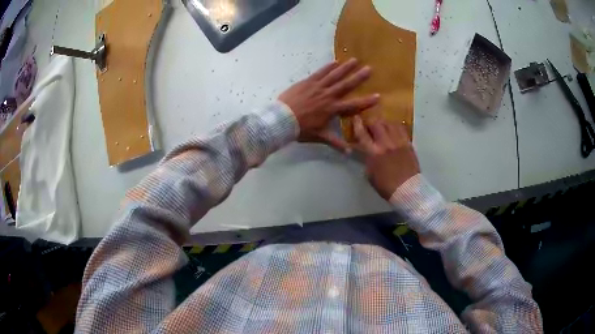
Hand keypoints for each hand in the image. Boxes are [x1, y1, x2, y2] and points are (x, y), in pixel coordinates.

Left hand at [279, 59, 379, 152]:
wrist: (282, 119)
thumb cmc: (301, 129)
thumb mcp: (320, 136)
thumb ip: (335, 143)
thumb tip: (349, 153)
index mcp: (332, 109)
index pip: (353, 105)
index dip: (366, 101)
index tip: (378, 96)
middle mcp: (328, 96)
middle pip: (346, 85)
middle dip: (358, 77)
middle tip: (369, 68)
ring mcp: (317, 87)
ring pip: (334, 76)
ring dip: (345, 68)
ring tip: (355, 60)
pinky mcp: (308, 82)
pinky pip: (320, 73)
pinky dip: (327, 67)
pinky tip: (335, 61)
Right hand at [353, 116, 419, 199]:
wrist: (408, 190)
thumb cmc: (386, 186)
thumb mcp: (370, 174)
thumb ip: (367, 160)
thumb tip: (366, 152)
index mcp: (374, 153)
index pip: (362, 134)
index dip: (357, 124)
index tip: (356, 119)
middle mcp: (385, 144)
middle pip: (376, 124)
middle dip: (371, 122)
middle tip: (370, 126)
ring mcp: (398, 142)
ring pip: (389, 123)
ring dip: (384, 123)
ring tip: (383, 126)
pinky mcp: (408, 143)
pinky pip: (401, 129)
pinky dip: (395, 127)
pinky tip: (394, 130)